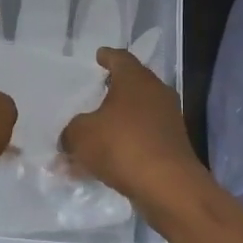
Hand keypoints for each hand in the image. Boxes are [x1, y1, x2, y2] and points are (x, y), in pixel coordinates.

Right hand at [60, 47, 206, 208]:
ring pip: (136, 116)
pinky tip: (104, 162)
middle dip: (112, 91)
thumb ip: (70, 132)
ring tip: (93, 134)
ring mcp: (168, 121)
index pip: (120, 58)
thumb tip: (70, 138)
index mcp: (136, 80)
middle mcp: (156, 94)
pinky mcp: (172, 147)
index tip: (99, 56)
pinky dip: (124, 146)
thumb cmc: (122, 146)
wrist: (168, 186)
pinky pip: (141, 139)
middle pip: (132, 86)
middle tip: (94, 93)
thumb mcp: (81, 135)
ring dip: (116, 123)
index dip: (107, 57)